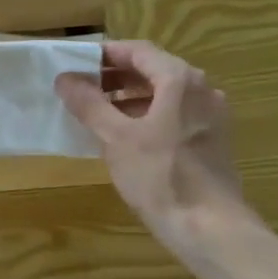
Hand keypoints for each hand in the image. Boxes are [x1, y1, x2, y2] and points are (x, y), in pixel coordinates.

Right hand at [56, 41, 246, 248]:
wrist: (210, 227)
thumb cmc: (160, 176)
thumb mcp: (116, 138)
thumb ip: (89, 104)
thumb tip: (65, 78)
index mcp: (179, 80)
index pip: (138, 51)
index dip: (105, 54)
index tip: (76, 65)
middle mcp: (201, 89)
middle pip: (154, 70)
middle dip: (116, 77)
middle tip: (82, 89)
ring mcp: (211, 115)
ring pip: (166, 94)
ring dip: (131, 97)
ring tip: (98, 114)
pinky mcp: (212, 140)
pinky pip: (176, 115)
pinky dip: (149, 116)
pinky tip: (127, 138)